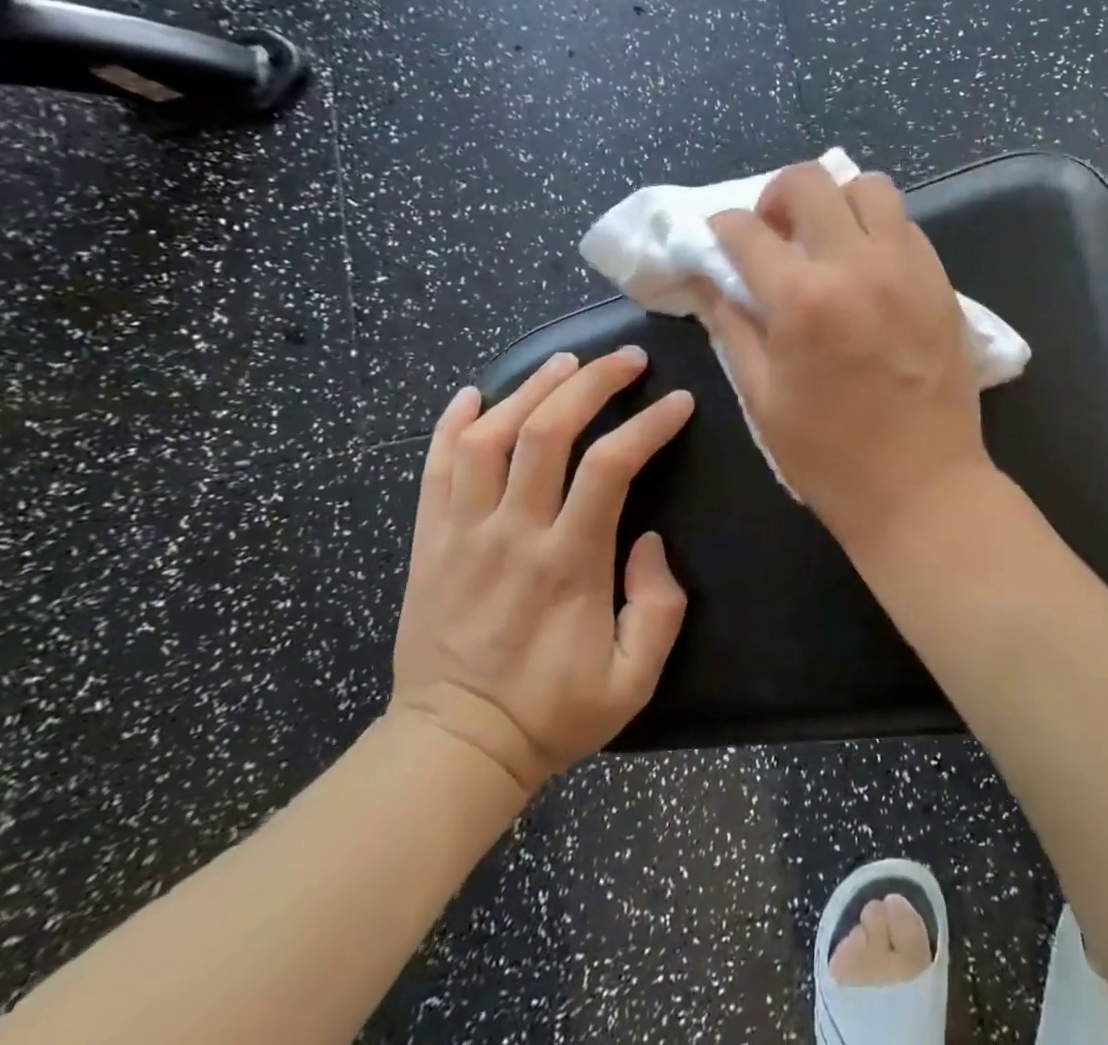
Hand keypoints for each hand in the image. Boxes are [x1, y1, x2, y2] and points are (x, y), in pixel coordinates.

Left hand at [390, 348, 693, 792]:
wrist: (454, 748)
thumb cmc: (553, 712)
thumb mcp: (634, 679)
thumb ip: (659, 607)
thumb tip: (650, 541)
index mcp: (568, 562)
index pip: (610, 466)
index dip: (649, 424)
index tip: (679, 401)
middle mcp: (512, 534)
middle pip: (547, 432)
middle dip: (591, 383)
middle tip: (627, 359)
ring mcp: (462, 534)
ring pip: (488, 437)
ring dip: (529, 389)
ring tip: (565, 363)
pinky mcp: (428, 543)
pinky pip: (434, 468)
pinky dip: (452, 423)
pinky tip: (476, 395)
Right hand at [701, 161, 994, 549]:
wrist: (923, 486)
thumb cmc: (830, 456)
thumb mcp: (762, 398)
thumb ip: (733, 327)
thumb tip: (712, 282)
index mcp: (802, 299)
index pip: (747, 230)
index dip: (722, 228)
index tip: (721, 239)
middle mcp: (857, 266)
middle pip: (810, 181)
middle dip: (777, 196)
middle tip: (775, 233)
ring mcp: (908, 268)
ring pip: (870, 187)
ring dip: (838, 202)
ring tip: (828, 241)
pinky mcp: (941, 282)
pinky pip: (906, 225)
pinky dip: (879, 229)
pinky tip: (869, 268)